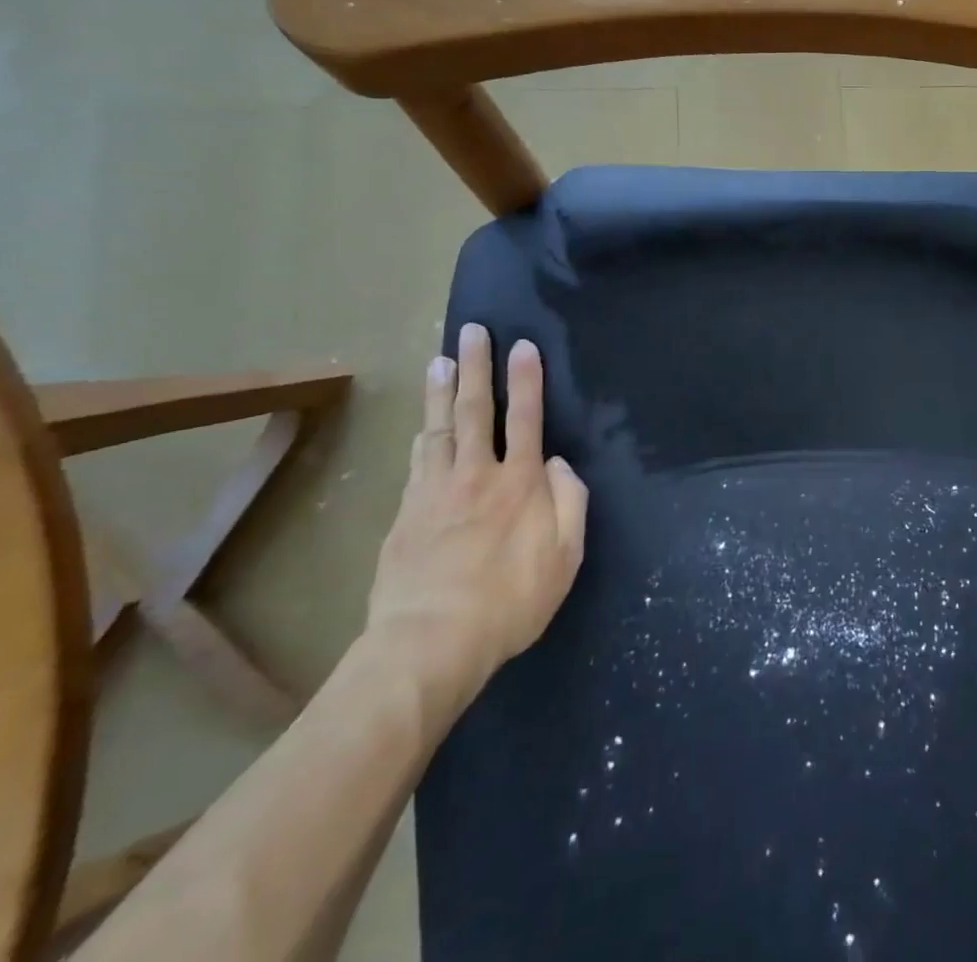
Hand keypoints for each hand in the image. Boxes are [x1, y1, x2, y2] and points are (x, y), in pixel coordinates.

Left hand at [366, 323, 587, 707]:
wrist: (429, 643)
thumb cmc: (509, 602)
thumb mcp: (565, 558)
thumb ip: (571, 503)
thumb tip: (559, 464)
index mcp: (520, 483)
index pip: (527, 418)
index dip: (527, 380)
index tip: (523, 346)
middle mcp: (477, 475)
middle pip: (478, 410)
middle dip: (478, 367)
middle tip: (472, 331)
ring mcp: (435, 491)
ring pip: (440, 428)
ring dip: (441, 391)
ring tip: (440, 360)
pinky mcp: (405, 513)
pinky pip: (417, 461)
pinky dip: (423, 435)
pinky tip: (423, 426)